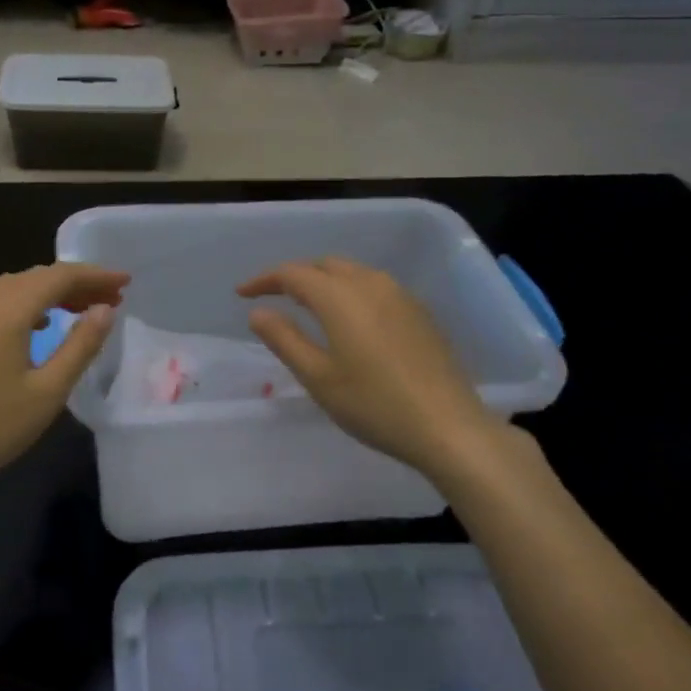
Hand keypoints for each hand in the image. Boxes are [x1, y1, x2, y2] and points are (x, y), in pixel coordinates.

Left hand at [0, 263, 128, 499]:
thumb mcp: (48, 391)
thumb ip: (80, 345)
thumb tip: (105, 310)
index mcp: (5, 313)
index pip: (58, 277)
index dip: (95, 276)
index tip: (125, 283)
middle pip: (34, 277)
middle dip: (75, 283)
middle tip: (110, 298)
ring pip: (12, 288)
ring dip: (48, 292)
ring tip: (81, 309)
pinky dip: (23, 305)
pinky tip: (37, 326)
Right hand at [239, 257, 512, 481]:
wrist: (448, 426)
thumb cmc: (374, 404)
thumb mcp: (318, 377)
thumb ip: (285, 340)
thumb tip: (258, 313)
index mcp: (340, 297)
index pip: (293, 273)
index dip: (264, 280)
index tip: (242, 294)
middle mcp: (371, 284)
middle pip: (325, 265)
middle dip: (295, 275)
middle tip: (273, 296)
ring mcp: (401, 296)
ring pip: (353, 272)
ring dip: (324, 281)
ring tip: (307, 305)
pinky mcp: (419, 312)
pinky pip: (375, 286)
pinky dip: (350, 291)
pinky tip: (349, 319)